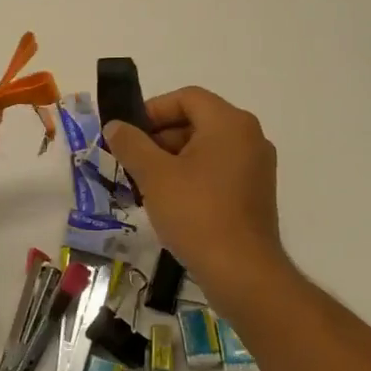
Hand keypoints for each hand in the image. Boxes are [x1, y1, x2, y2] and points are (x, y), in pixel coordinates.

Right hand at [104, 87, 285, 291]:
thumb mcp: (154, 175)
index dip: (152, 110)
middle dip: (158, 137)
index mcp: (229, 123)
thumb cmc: (196, 213)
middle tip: (130, 160)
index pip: (186, 98)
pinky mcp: (254, 193)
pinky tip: (168, 201)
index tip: (127, 134)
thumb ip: (130, 143)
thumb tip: (115, 126)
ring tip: (143, 184)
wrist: (242, 273)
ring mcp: (256, 167)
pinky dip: (191, 176)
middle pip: (196, 121)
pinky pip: (216, 170)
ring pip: (204, 148)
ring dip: (171, 158)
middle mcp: (249, 137)